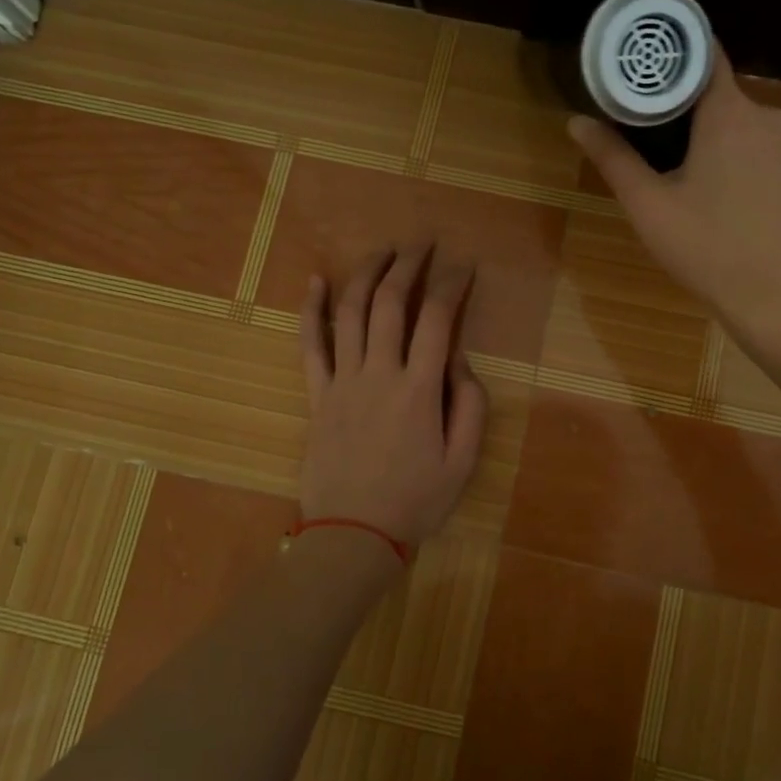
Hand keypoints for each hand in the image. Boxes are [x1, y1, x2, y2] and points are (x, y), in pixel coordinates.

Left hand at [297, 244, 487, 547]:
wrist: (353, 535)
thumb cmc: (415, 502)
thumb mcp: (463, 462)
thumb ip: (470, 406)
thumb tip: (459, 361)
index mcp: (420, 389)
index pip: (437, 319)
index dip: (452, 284)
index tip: (464, 266)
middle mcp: (380, 373)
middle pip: (390, 303)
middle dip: (409, 266)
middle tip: (422, 244)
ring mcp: (343, 381)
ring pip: (350, 312)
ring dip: (367, 275)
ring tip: (383, 251)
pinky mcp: (318, 395)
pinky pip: (311, 344)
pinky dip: (311, 309)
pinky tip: (316, 280)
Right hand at [568, 49, 780, 353]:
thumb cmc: (708, 249)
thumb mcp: (649, 206)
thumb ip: (613, 158)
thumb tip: (577, 121)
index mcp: (731, 114)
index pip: (705, 56)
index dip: (674, 58)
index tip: (646, 71)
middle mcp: (772, 119)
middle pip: (723, 99)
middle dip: (690, 116)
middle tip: (656, 146)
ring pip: (747, 131)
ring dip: (719, 146)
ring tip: (691, 183)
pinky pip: (769, 158)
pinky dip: (747, 169)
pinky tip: (731, 207)